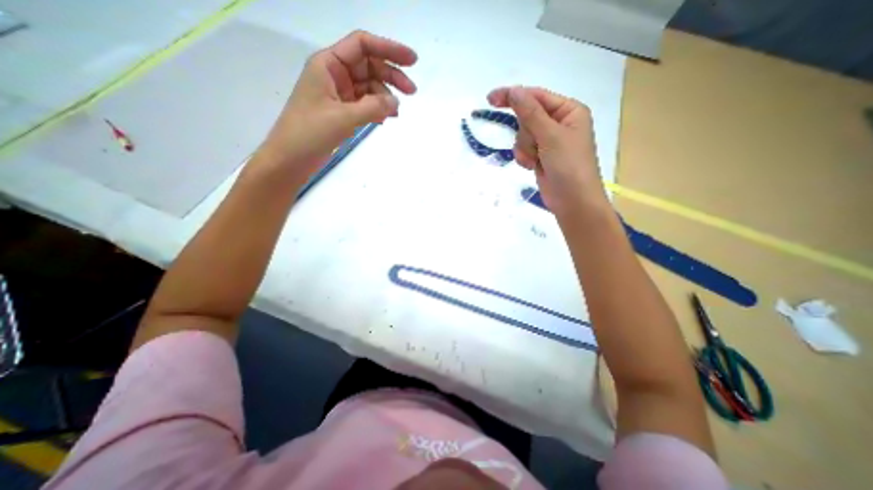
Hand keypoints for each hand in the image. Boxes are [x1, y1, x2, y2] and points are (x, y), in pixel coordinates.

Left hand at [255, 31, 417, 181]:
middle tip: (412, 92)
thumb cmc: (310, 133)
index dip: (389, 49)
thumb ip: (373, 107)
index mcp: (329, 65)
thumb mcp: (343, 117)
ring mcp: (339, 95)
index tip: (412, 61)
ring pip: (369, 88)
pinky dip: (377, 110)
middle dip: (391, 77)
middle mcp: (335, 75)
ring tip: (396, 115)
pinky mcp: (342, 112)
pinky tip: (385, 119)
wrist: (291, 159)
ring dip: (385, 98)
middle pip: (369, 67)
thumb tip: (397, 103)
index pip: (363, 46)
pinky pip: (365, 105)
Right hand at [488, 85, 605, 217]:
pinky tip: (532, 167)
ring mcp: (549, 141)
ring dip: (525, 149)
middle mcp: (559, 123)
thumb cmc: (569, 166)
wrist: (572, 201)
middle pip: (527, 117)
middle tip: (535, 147)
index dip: (514, 96)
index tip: (491, 99)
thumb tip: (513, 90)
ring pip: (523, 135)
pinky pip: (524, 149)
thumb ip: (530, 113)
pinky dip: (524, 157)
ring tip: (535, 161)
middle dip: (526, 134)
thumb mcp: (551, 136)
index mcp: (568, 111)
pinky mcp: (541, 156)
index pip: (536, 97)